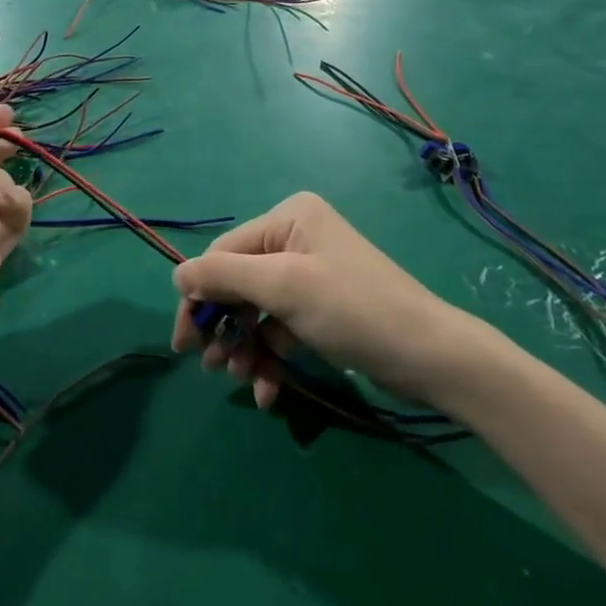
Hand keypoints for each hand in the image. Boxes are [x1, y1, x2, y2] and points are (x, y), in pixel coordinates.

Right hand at [171, 192, 475, 410]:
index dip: (200, 295)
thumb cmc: (352, 309)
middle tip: (208, 366)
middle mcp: (296, 238)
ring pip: (256, 310)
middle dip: (225, 326)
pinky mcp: (321, 307)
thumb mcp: (283, 287)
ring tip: (245, 380)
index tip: (183, 341)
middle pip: (238, 282)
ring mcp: (310, 273)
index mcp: (288, 218)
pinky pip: (280, 326)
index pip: (224, 253)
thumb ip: (225, 276)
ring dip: (245, 346)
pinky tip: (270, 387)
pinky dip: (270, 354)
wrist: (429, 356)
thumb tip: (176, 275)